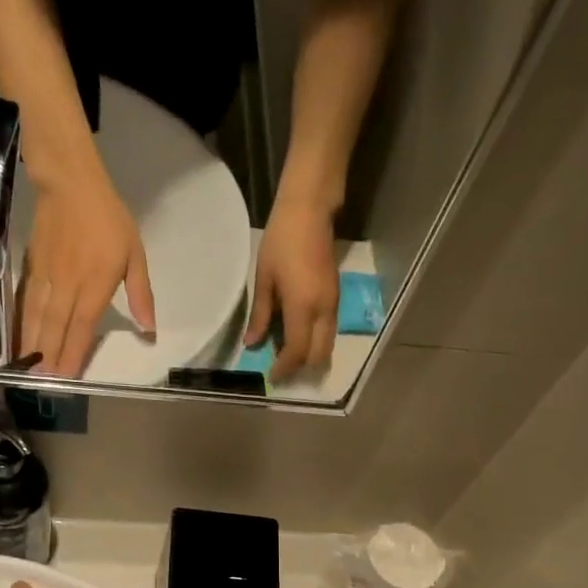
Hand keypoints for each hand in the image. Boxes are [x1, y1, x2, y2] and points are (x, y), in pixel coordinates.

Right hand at [19, 164, 154, 376]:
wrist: (70, 183)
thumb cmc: (108, 219)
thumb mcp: (136, 254)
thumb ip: (141, 294)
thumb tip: (149, 329)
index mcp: (95, 283)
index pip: (82, 325)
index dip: (73, 353)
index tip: (66, 376)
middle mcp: (67, 284)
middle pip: (55, 327)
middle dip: (48, 356)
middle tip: (42, 383)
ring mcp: (46, 276)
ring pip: (37, 317)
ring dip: (31, 344)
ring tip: (27, 368)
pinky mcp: (32, 268)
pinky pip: (26, 302)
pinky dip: (21, 323)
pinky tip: (19, 339)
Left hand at [246, 198, 338, 381]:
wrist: (310, 211)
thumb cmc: (281, 241)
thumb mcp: (264, 279)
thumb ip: (260, 315)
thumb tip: (252, 345)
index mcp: (303, 307)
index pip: (298, 352)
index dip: (285, 368)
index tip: (271, 376)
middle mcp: (324, 311)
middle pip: (319, 355)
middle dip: (301, 368)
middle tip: (280, 370)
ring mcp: (333, 304)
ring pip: (327, 344)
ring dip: (310, 356)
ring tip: (287, 357)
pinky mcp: (336, 297)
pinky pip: (328, 330)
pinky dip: (315, 341)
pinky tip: (297, 336)